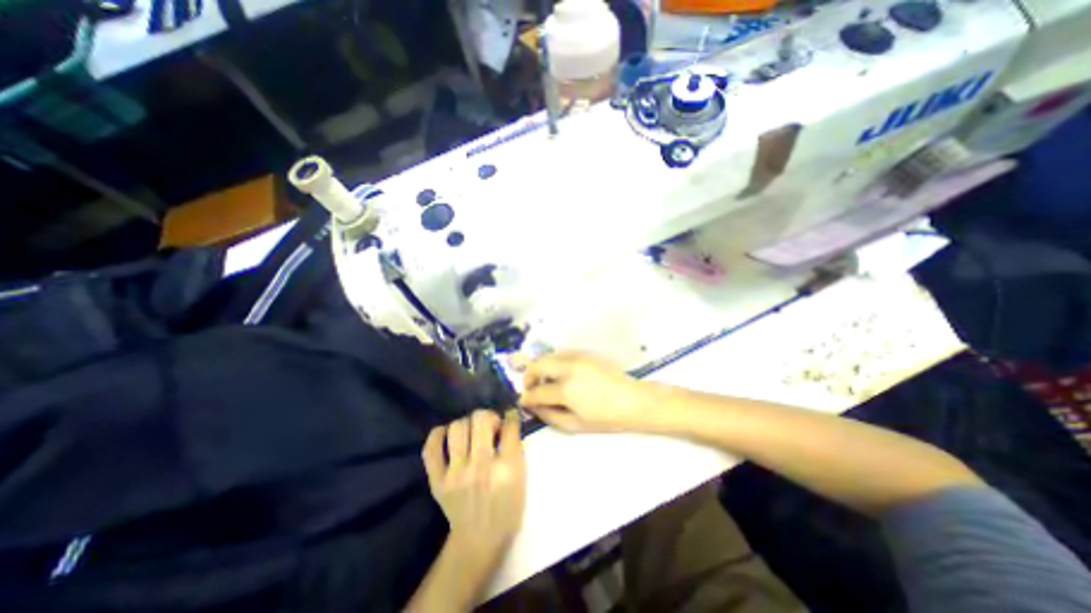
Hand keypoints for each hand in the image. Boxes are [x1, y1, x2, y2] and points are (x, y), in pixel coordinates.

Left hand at [421, 410, 523, 566]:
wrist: (478, 541)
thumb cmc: (507, 508)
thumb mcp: (521, 478)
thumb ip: (516, 447)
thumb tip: (508, 419)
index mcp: (507, 468)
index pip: (509, 426)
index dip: (509, 416)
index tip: (508, 416)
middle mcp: (481, 467)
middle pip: (481, 419)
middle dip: (488, 416)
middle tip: (489, 426)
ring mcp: (455, 474)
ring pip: (457, 427)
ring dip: (467, 424)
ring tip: (470, 433)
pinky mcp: (436, 481)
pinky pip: (431, 447)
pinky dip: (439, 435)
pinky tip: (447, 435)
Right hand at [518, 351, 664, 432]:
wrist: (632, 400)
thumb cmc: (605, 418)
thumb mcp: (574, 425)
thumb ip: (549, 415)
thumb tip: (532, 406)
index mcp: (566, 389)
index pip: (537, 391)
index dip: (526, 397)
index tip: (524, 401)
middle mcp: (568, 367)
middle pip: (537, 364)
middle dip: (529, 376)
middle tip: (532, 388)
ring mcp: (577, 357)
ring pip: (548, 355)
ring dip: (541, 368)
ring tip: (546, 381)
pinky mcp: (585, 352)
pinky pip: (561, 354)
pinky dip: (554, 363)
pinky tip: (562, 375)